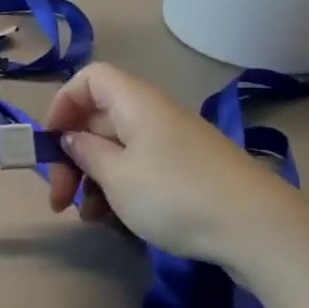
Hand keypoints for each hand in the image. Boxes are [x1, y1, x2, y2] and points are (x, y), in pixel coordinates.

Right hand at [44, 62, 308, 276]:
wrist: (257, 227)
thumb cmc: (174, 194)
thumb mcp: (117, 176)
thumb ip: (85, 153)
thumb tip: (71, 138)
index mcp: (134, 102)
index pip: (89, 79)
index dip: (63, 104)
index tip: (52, 144)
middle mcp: (152, 114)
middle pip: (98, 120)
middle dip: (72, 157)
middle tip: (59, 200)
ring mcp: (172, 144)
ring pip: (117, 150)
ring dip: (94, 181)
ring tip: (89, 218)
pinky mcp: (187, 171)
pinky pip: (140, 170)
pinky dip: (120, 191)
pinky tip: (115, 223)